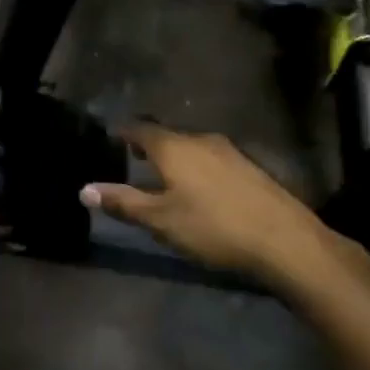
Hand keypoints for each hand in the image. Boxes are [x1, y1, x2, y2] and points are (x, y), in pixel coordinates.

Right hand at [81, 125, 358, 289]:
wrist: (285, 241)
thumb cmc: (213, 227)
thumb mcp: (161, 220)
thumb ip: (123, 203)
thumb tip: (84, 189)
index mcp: (173, 147)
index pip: (140, 128)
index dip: (124, 133)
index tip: (113, 140)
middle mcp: (199, 139)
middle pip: (167, 136)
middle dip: (150, 146)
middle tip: (135, 160)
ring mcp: (229, 151)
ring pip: (192, 147)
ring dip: (176, 158)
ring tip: (166, 178)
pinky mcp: (250, 167)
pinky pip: (213, 159)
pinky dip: (198, 168)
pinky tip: (203, 191)